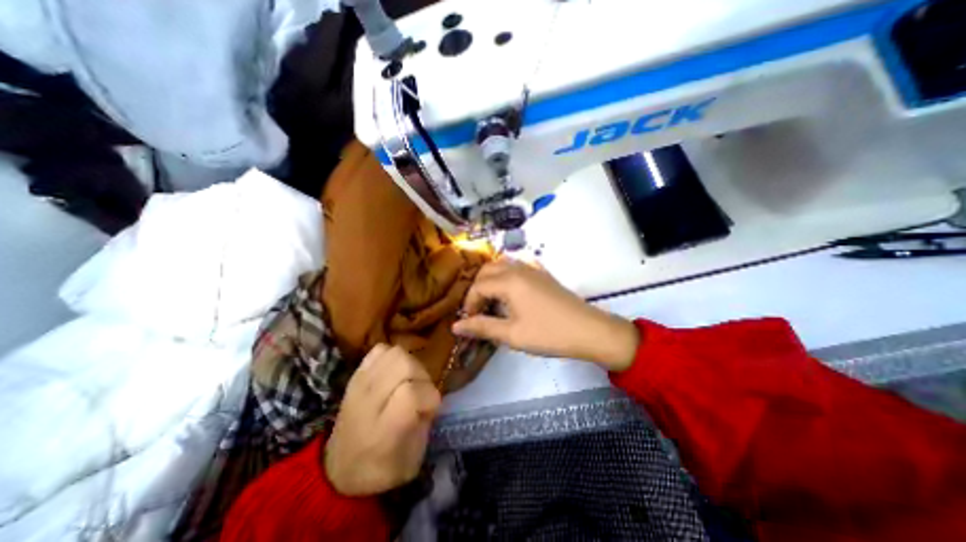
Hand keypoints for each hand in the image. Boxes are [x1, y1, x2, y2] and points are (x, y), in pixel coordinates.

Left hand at [326, 345, 441, 496]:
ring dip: (410, 364)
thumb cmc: (381, 468)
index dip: (428, 396)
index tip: (432, 407)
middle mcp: (367, 402)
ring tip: (410, 380)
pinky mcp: (356, 374)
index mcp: (382, 431)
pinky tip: (394, 373)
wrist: (338, 468)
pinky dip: (393, 356)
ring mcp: (358, 384)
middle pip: (403, 365)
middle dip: (421, 376)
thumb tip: (430, 395)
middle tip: (421, 391)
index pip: (409, 394)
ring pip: (395, 353)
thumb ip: (425, 424)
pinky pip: (380, 349)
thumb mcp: (411, 460)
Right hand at [456, 258, 638, 372]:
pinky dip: (507, 275)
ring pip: (502, 265)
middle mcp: (518, 269)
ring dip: (491, 280)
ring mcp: (533, 269)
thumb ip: (482, 327)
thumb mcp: (512, 334)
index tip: (470, 322)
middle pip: (487, 270)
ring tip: (492, 301)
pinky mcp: (543, 274)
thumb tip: (456, 326)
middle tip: (479, 310)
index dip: (469, 304)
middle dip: (478, 289)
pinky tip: (511, 290)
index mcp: (509, 281)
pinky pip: (518, 267)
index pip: (478, 286)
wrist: (588, 330)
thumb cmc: (548, 334)